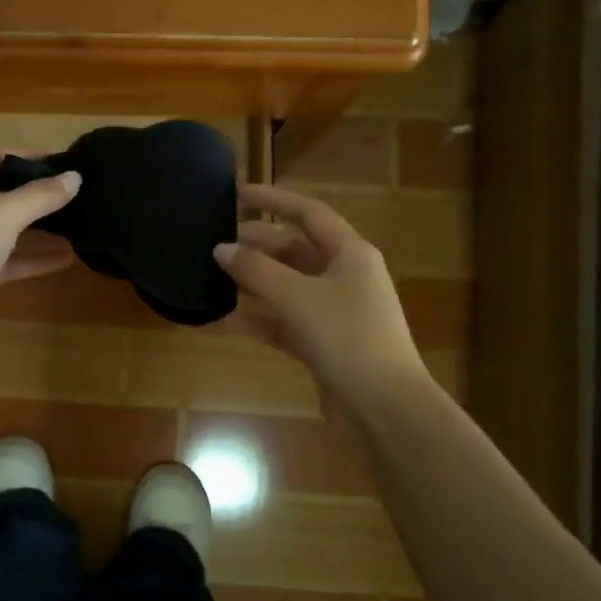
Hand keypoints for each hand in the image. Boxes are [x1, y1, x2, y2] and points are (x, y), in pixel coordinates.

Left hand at [0, 150, 79, 350]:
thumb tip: (75, 177)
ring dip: (39, 229)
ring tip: (78, 224)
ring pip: (6, 230)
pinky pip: (8, 261)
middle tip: (75, 194)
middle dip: (36, 195)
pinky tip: (67, 258)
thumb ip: (42, 195)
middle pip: (0, 194)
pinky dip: (33, 258)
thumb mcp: (5, 212)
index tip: (64, 161)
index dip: (28, 157)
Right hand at [214, 183, 426, 404]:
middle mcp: (346, 277)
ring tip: (217, 274)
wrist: (384, 406)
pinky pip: (285, 321)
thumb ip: (255, 270)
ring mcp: (336, 312)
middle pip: (296, 250)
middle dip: (258, 244)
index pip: (309, 213)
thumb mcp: (297, 297)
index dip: (274, 200)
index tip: (238, 193)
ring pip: (289, 286)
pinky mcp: (325, 343)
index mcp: (351, 253)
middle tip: (219, 240)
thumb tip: (221, 249)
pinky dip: (259, 319)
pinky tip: (226, 320)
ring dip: (255, 281)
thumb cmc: (347, 338)